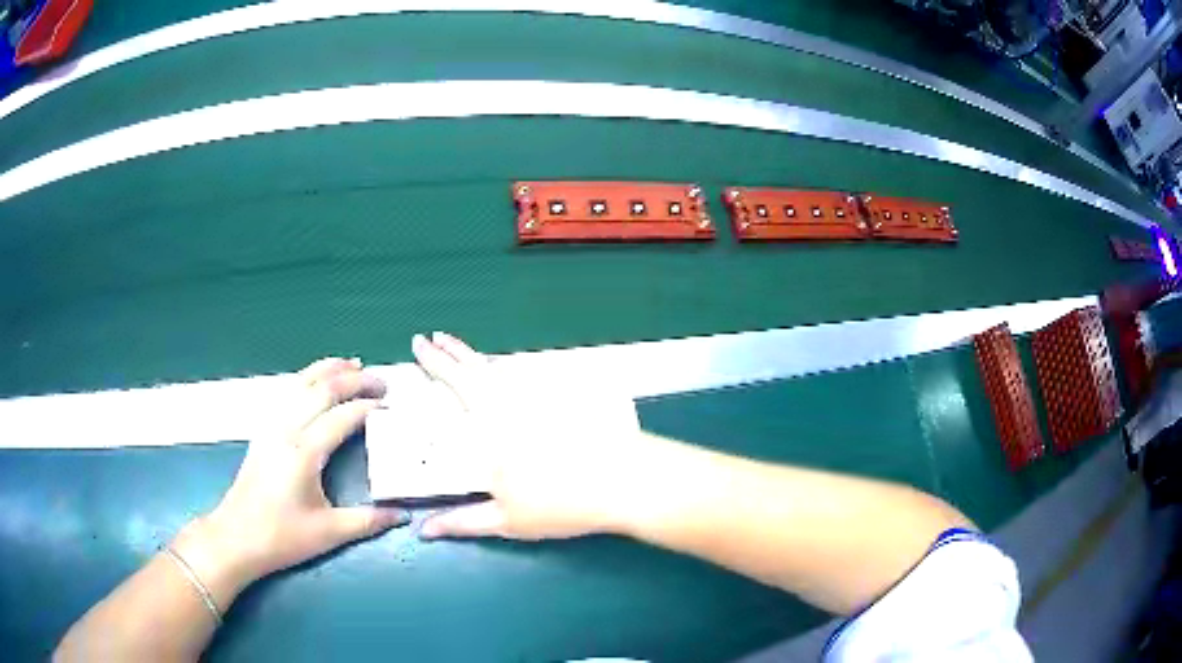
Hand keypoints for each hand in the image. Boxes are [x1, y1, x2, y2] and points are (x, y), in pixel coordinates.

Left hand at [173, 358, 409, 599]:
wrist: (236, 538)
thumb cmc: (282, 537)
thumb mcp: (329, 533)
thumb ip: (368, 521)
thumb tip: (403, 515)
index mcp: (304, 452)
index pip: (343, 416)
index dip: (369, 407)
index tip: (393, 408)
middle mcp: (286, 429)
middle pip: (322, 389)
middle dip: (354, 379)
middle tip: (382, 382)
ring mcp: (271, 427)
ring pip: (300, 383)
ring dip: (328, 369)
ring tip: (353, 363)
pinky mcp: (262, 431)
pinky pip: (287, 392)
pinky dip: (306, 378)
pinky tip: (314, 381)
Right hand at [411, 332, 648, 540]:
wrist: (627, 482)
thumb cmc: (561, 504)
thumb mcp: (506, 520)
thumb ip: (462, 522)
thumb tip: (424, 529)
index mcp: (492, 423)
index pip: (455, 382)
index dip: (435, 362)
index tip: (419, 343)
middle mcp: (516, 401)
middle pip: (478, 367)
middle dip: (453, 350)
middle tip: (436, 335)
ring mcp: (546, 396)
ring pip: (505, 370)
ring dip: (480, 360)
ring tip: (465, 355)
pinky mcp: (572, 398)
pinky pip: (531, 379)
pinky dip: (512, 374)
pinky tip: (511, 380)